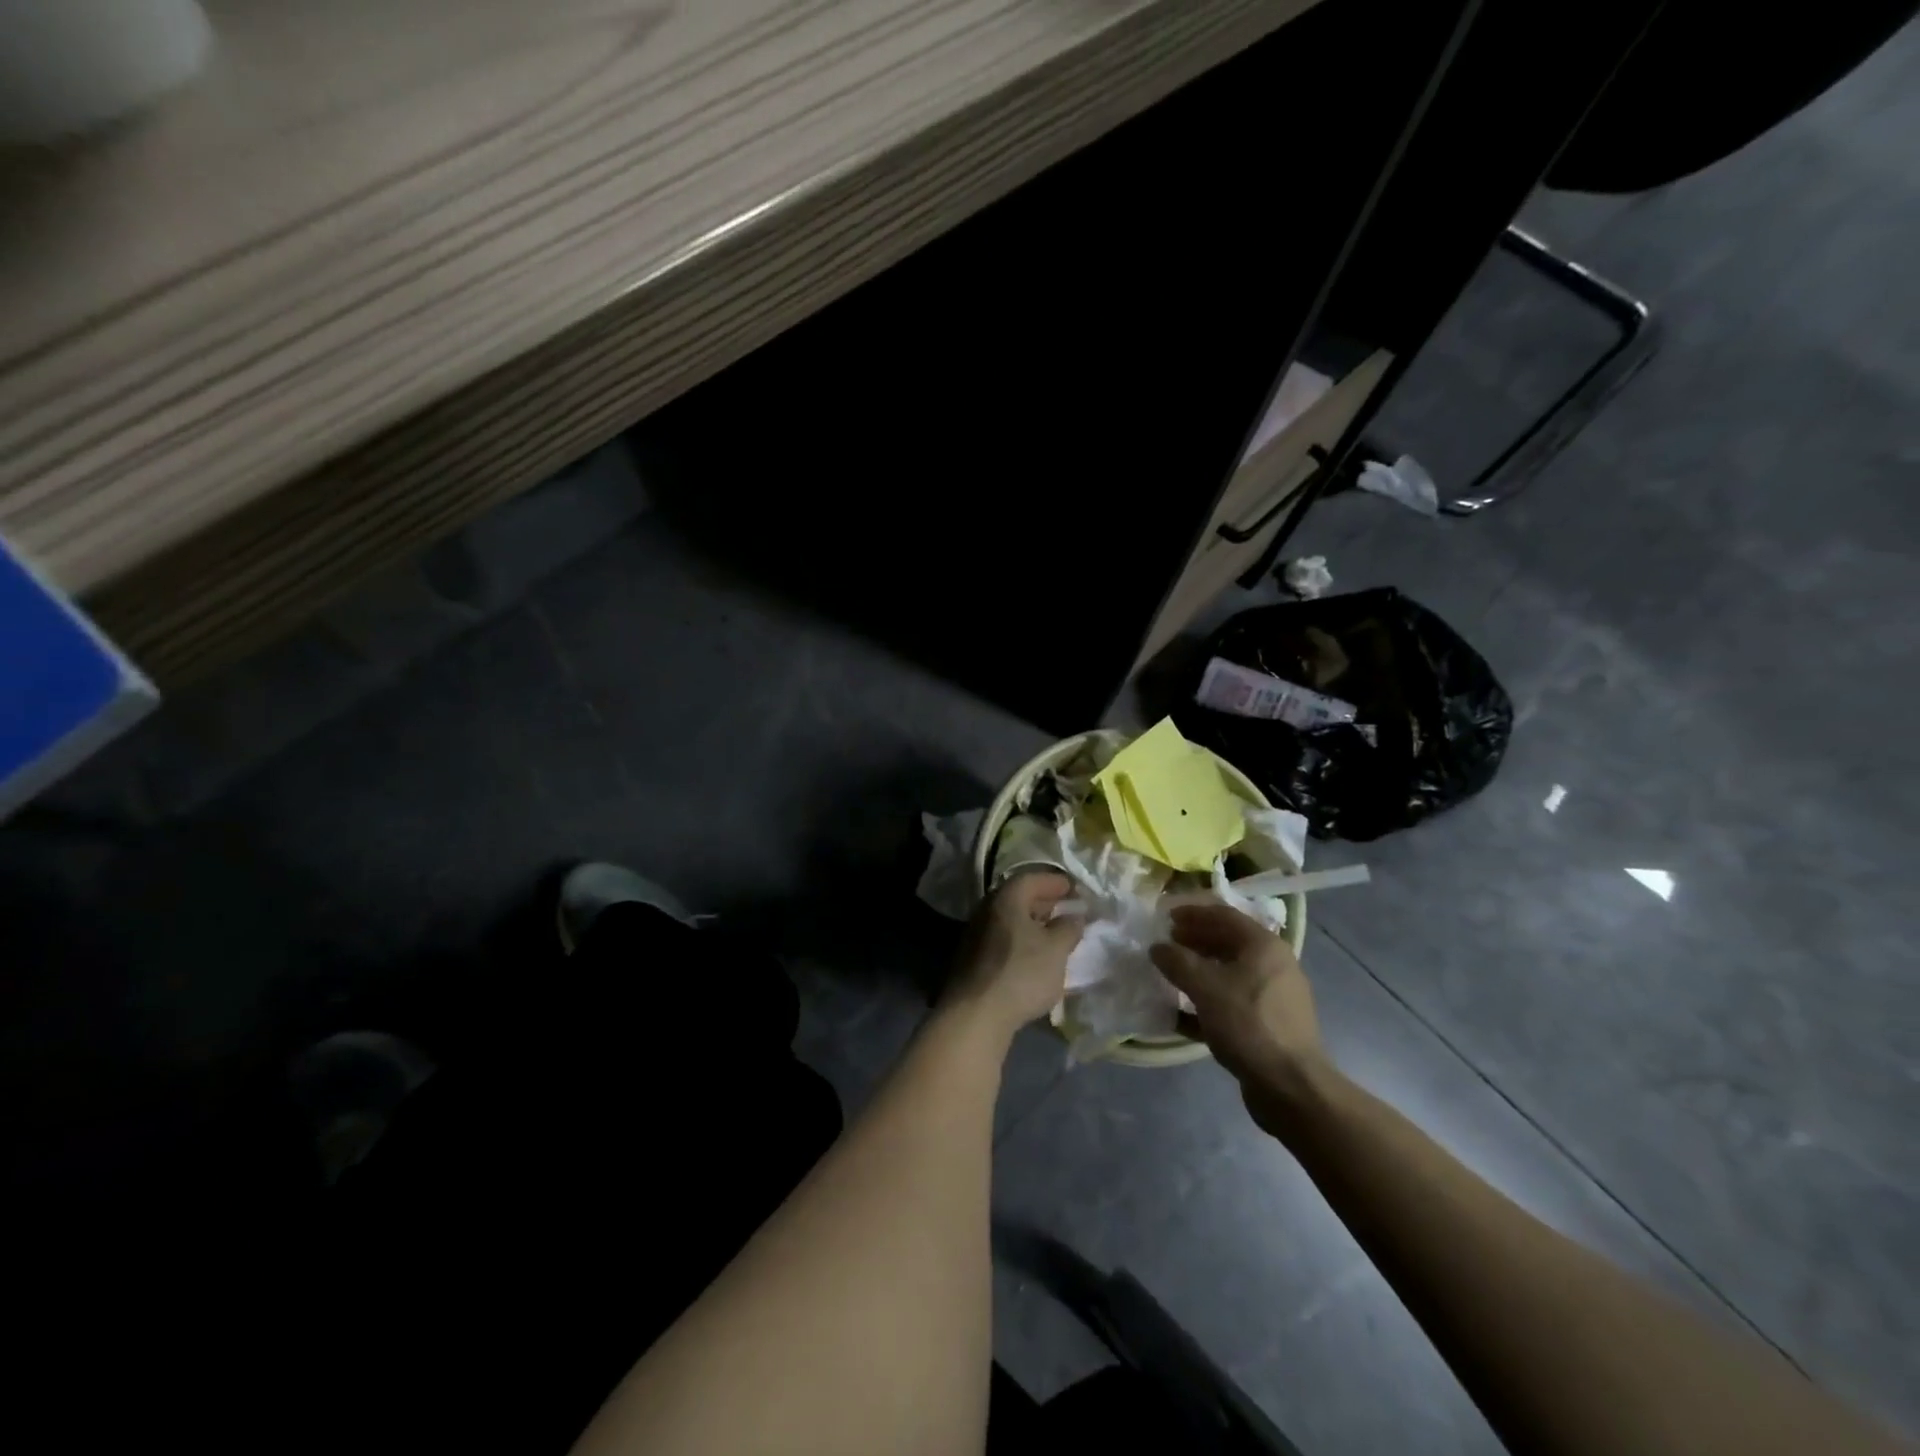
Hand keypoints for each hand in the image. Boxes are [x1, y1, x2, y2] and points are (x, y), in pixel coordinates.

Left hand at [944, 871, 1082, 1039]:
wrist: (975, 1014)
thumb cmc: (1021, 973)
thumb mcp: (1056, 949)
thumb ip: (1069, 927)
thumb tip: (1074, 915)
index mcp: (1006, 898)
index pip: (1032, 879)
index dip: (1056, 882)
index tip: (1076, 890)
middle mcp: (986, 909)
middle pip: (1018, 897)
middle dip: (1045, 902)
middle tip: (1067, 911)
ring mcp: (975, 934)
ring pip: (1009, 920)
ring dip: (1032, 924)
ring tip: (1054, 936)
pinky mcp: (972, 959)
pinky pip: (1002, 939)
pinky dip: (1021, 941)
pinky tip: (1034, 957)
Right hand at [1151, 904, 1332, 1130]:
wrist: (1291, 1086)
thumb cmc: (1248, 1024)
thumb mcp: (1205, 988)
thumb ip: (1177, 962)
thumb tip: (1158, 947)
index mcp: (1264, 946)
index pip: (1224, 915)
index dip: (1193, 913)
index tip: (1166, 916)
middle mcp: (1273, 965)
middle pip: (1228, 942)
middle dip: (1195, 940)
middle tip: (1167, 942)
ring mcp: (1274, 996)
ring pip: (1229, 973)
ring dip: (1199, 970)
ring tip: (1171, 974)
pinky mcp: (1269, 1025)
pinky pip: (1233, 1002)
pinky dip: (1208, 1001)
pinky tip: (1181, 1014)